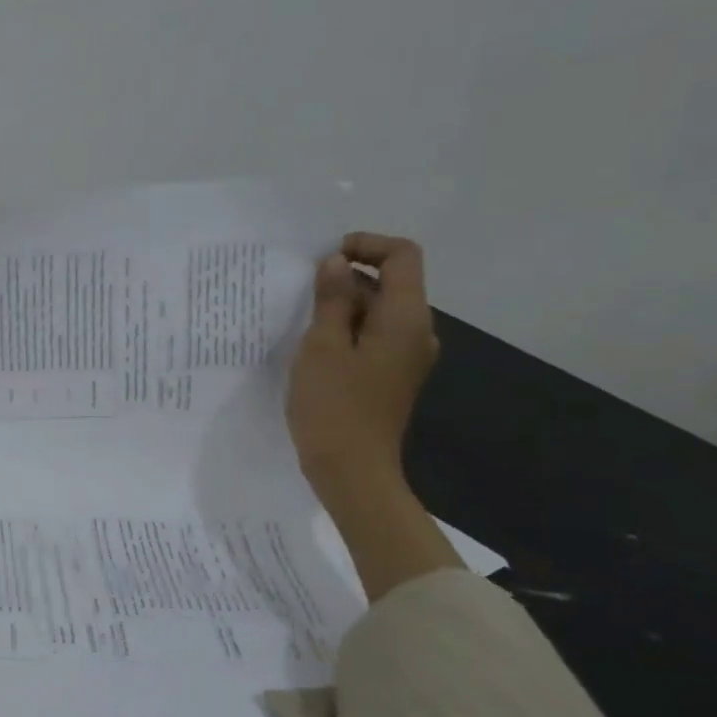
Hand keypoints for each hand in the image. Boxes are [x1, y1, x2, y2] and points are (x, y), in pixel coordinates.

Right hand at [287, 233, 439, 491]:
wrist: (352, 471)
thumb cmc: (334, 407)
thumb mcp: (322, 347)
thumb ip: (331, 300)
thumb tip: (335, 263)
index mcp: (406, 319)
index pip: (402, 256)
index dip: (365, 245)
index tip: (324, 260)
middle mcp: (416, 333)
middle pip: (391, 283)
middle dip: (347, 277)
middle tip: (300, 291)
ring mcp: (406, 357)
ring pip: (378, 312)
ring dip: (342, 306)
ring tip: (300, 320)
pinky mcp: (391, 377)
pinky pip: (373, 337)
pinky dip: (346, 330)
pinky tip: (314, 347)